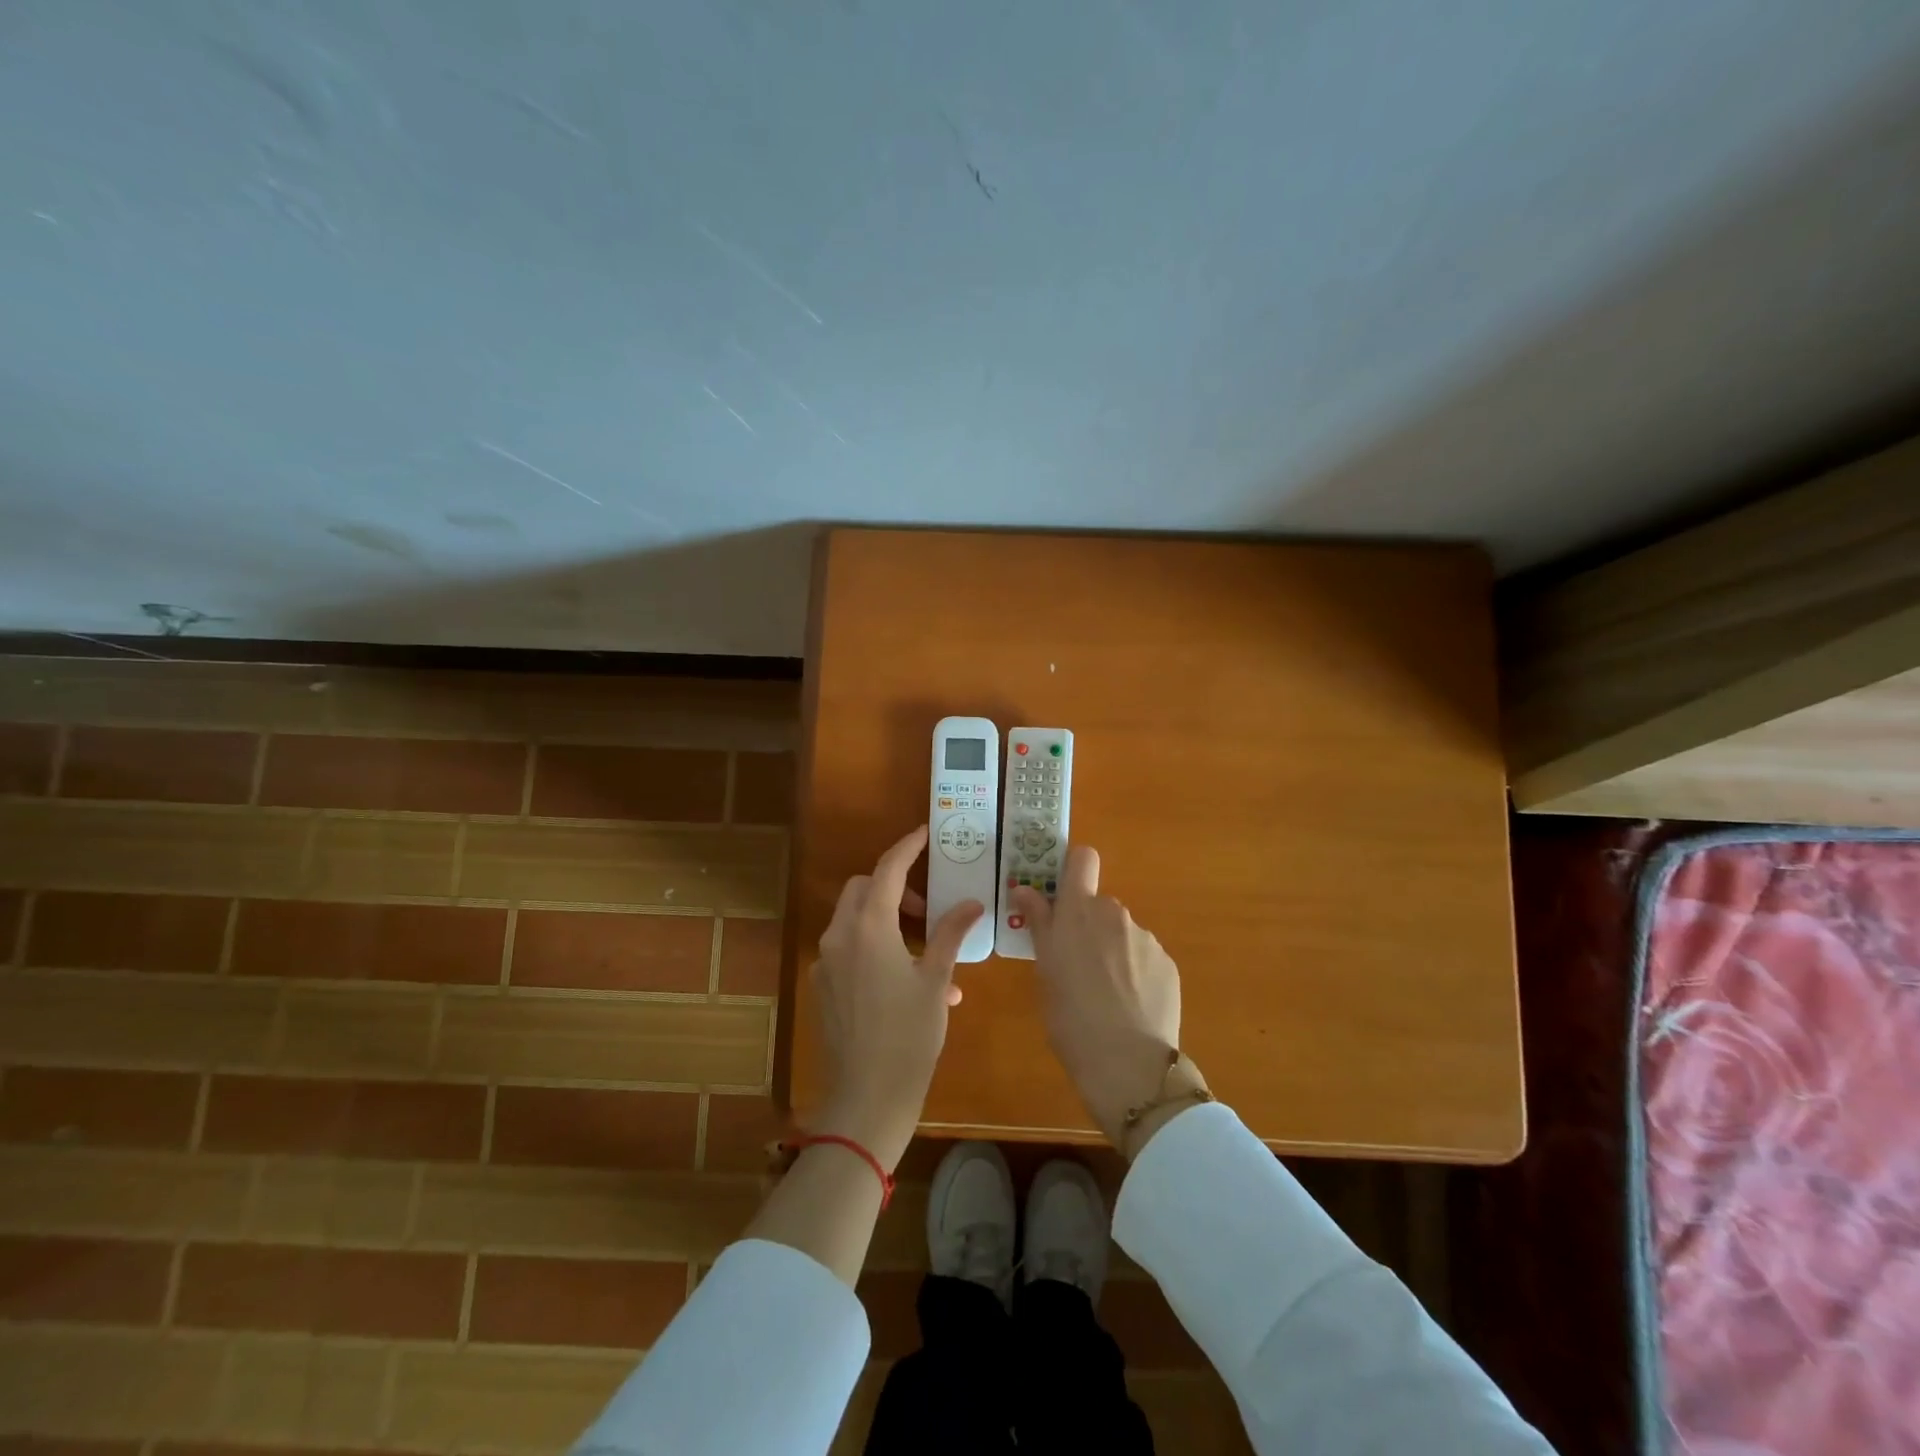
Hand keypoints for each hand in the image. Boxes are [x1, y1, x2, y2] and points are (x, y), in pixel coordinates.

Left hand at [810, 825, 983, 1170]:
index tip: (923, 834)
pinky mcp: (822, 987)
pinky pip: (848, 950)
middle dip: (895, 887)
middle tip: (927, 909)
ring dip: (886, 919)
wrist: (866, 1098)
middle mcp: (840, 936)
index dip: (906, 847)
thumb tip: (972, 903)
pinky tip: (905, 982)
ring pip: (854, 918)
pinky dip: (874, 948)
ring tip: (926, 953)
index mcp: (869, 927)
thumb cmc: (909, 1036)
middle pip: (864, 889)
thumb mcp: (937, 982)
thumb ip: (950, 935)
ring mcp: (826, 962)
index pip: (888, 870)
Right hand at [1009, 847, 1206, 1153]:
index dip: (1072, 868)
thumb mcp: (1044, 969)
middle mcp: (1115, 914)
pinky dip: (1135, 973)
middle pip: (1098, 905)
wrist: (1127, 1063)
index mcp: (1079, 911)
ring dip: (1112, 951)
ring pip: (1121, 934)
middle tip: (1075, 965)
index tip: (1061, 893)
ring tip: (1104, 995)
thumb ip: (1038, 923)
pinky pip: (1144, 958)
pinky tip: (1129, 1006)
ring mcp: (1145, 939)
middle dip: (1088, 925)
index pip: (1082, 858)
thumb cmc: (1070, 1016)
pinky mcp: (1168, 964)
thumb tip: (1024, 889)